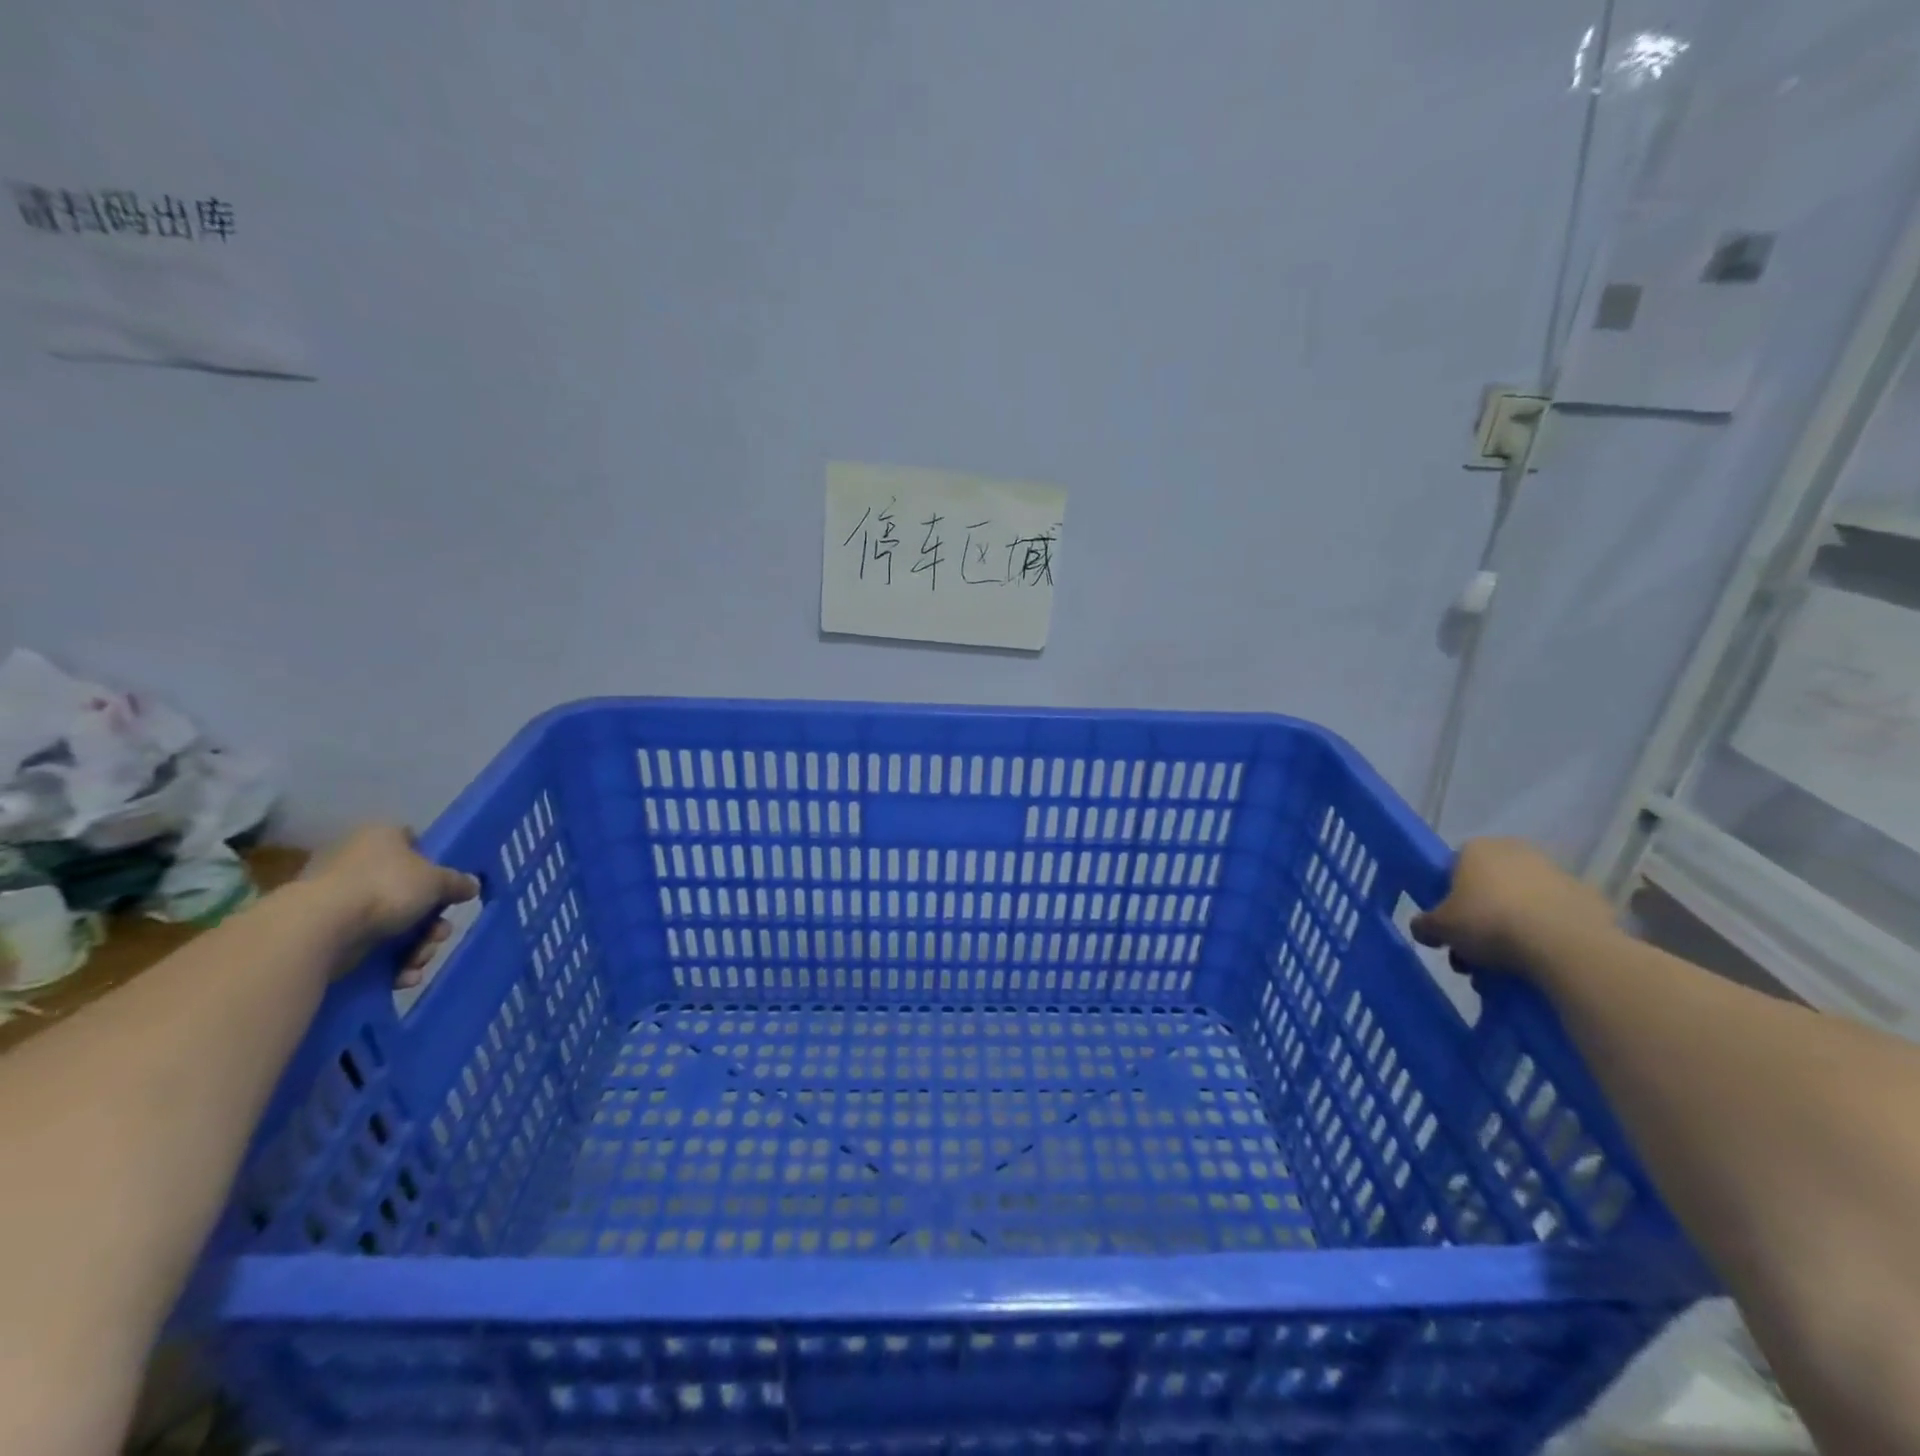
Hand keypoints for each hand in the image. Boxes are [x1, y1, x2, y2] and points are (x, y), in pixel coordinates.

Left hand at [306, 825, 479, 983]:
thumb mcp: (437, 880)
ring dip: (416, 946)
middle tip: (438, 935)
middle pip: (410, 893)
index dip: (435, 866)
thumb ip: (457, 882)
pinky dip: (390, 962)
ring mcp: (340, 900)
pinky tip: (402, 976)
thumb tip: (472, 885)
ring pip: (395, 924)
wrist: (318, 928)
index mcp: (381, 838)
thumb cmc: (385, 888)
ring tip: (418, 961)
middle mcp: (358, 863)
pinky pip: (371, 946)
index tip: (447, 889)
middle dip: (431, 921)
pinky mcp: (328, 934)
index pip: (415, 843)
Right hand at [1410, 837, 1614, 977]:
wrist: (1565, 946)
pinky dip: (1546, 937)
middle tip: (1473, 953)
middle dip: (1479, 920)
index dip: (1448, 898)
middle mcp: (1517, 852)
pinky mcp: (1590, 901)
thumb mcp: (1439, 928)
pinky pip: (1555, 920)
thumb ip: (1424, 925)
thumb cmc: (1488, 923)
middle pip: (1488, 888)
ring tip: (1504, 969)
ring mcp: (1558, 874)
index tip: (1449, 925)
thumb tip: (1424, 929)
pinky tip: (1538, 964)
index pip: (1453, 868)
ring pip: (1522, 904)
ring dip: (1511, 931)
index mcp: (1477, 848)